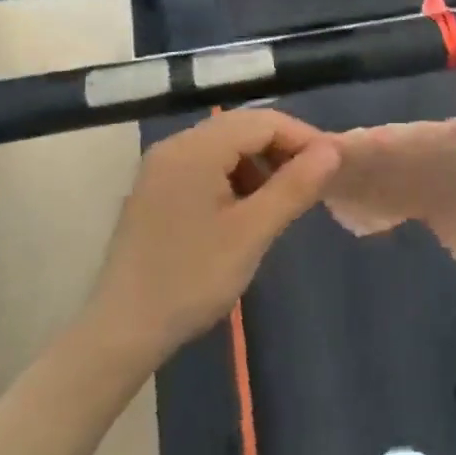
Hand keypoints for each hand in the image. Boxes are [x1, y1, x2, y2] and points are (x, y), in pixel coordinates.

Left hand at [89, 109, 340, 363]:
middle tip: (315, 180)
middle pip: (242, 128)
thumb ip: (294, 186)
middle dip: (283, 148)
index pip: (263, 122)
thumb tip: (332, 150)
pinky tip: (247, 209)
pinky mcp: (156, 189)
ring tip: (283, 199)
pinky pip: (206, 165)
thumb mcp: (252, 233)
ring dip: (260, 163)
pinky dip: (235, 176)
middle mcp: (175, 146)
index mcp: (195, 149)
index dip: (304, 137)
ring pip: (225, 145)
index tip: (334, 166)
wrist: (121, 332)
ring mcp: (161, 167)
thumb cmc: (191, 280)